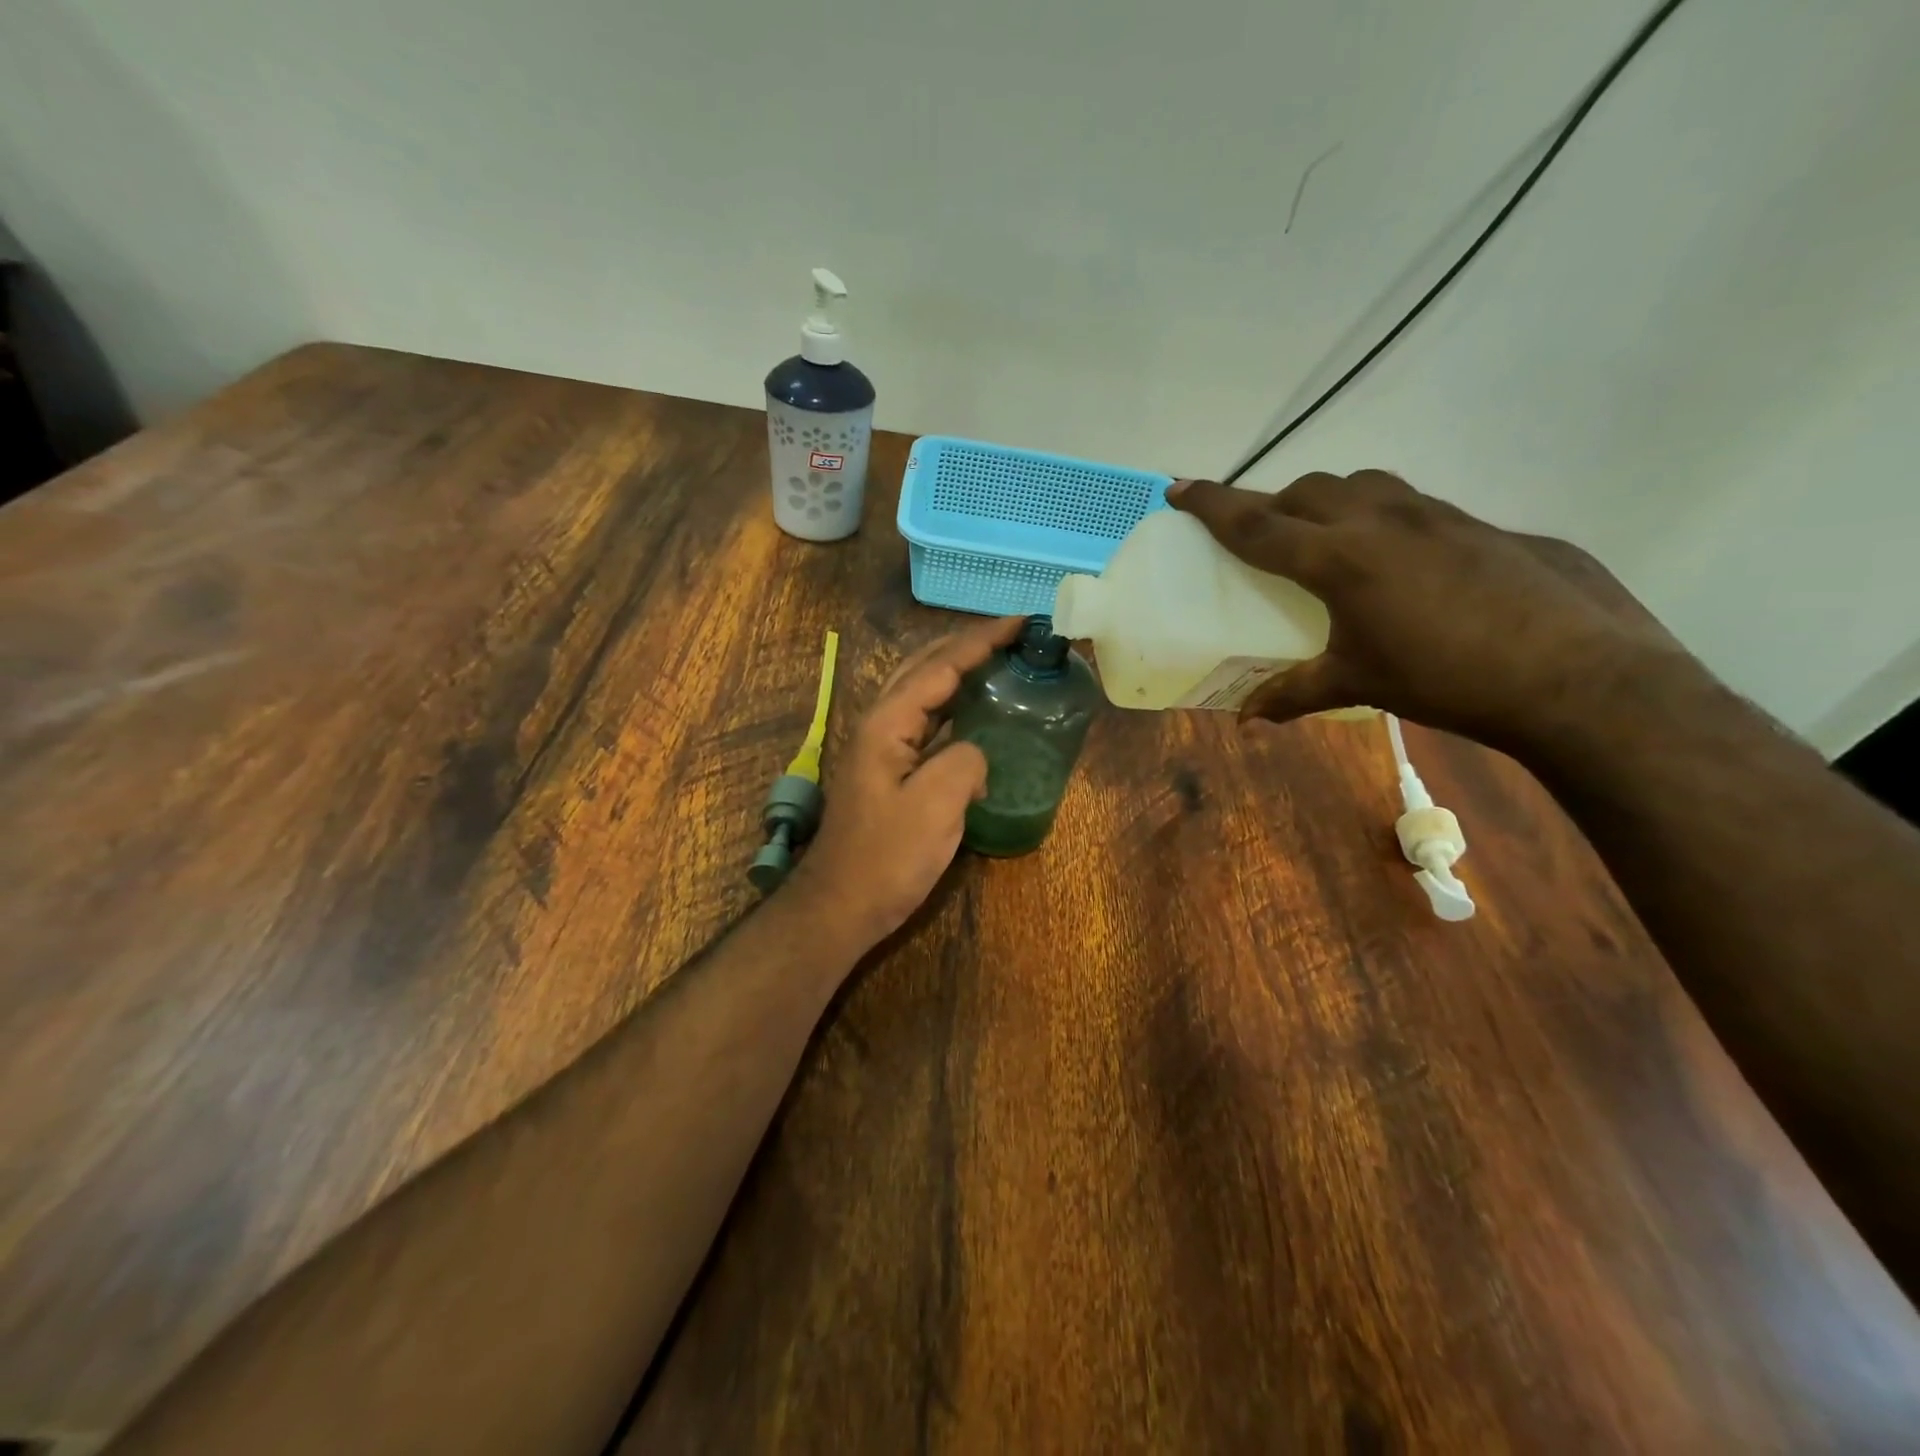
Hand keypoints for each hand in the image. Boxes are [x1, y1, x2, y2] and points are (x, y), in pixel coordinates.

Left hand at [787, 615, 1024, 946]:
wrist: (841, 905)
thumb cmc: (886, 859)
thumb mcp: (934, 809)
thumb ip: (964, 762)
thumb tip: (975, 753)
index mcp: (888, 723)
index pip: (940, 666)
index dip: (981, 641)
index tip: (1020, 621)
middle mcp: (880, 724)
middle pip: (924, 666)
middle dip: (967, 644)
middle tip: (1012, 633)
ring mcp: (881, 747)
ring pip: (922, 690)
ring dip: (958, 668)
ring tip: (997, 658)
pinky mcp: (889, 770)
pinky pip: (924, 720)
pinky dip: (952, 703)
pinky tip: (972, 711)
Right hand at [1170, 472, 1693, 747]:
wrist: (1574, 673)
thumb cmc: (1445, 678)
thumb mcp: (1359, 684)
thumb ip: (1295, 693)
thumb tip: (1246, 719)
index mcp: (1339, 558)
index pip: (1257, 523)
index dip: (1212, 505)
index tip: (1178, 487)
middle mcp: (1380, 520)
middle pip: (1306, 490)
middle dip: (1272, 502)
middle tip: (1259, 533)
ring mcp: (1435, 514)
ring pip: (1361, 484)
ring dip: (1328, 499)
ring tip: (1324, 535)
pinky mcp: (1477, 523)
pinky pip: (1407, 503)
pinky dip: (1378, 515)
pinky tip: (1395, 559)